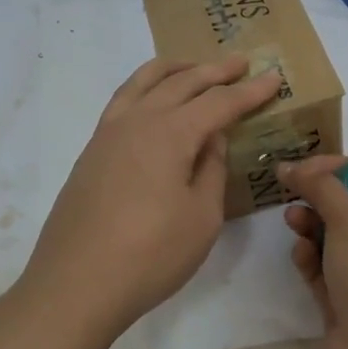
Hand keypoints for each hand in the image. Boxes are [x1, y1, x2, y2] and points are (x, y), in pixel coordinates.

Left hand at [20, 56, 281, 334]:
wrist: (75, 286)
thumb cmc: (150, 255)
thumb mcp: (202, 217)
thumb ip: (212, 170)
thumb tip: (211, 139)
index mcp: (170, 133)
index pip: (218, 102)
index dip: (248, 92)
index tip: (273, 78)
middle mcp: (137, 121)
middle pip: (181, 82)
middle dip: (215, 71)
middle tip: (241, 62)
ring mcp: (108, 134)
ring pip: (143, 83)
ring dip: (174, 70)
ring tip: (194, 66)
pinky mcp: (91, 152)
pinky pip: (123, 100)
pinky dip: (145, 87)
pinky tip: (153, 100)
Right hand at [279, 155, 347, 348]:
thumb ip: (319, 186)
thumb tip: (290, 167)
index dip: (338, 168)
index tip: (304, 168)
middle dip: (320, 198)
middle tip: (292, 194)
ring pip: (334, 240)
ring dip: (311, 226)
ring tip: (292, 222)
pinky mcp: (347, 304)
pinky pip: (324, 271)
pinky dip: (310, 260)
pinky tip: (300, 256)